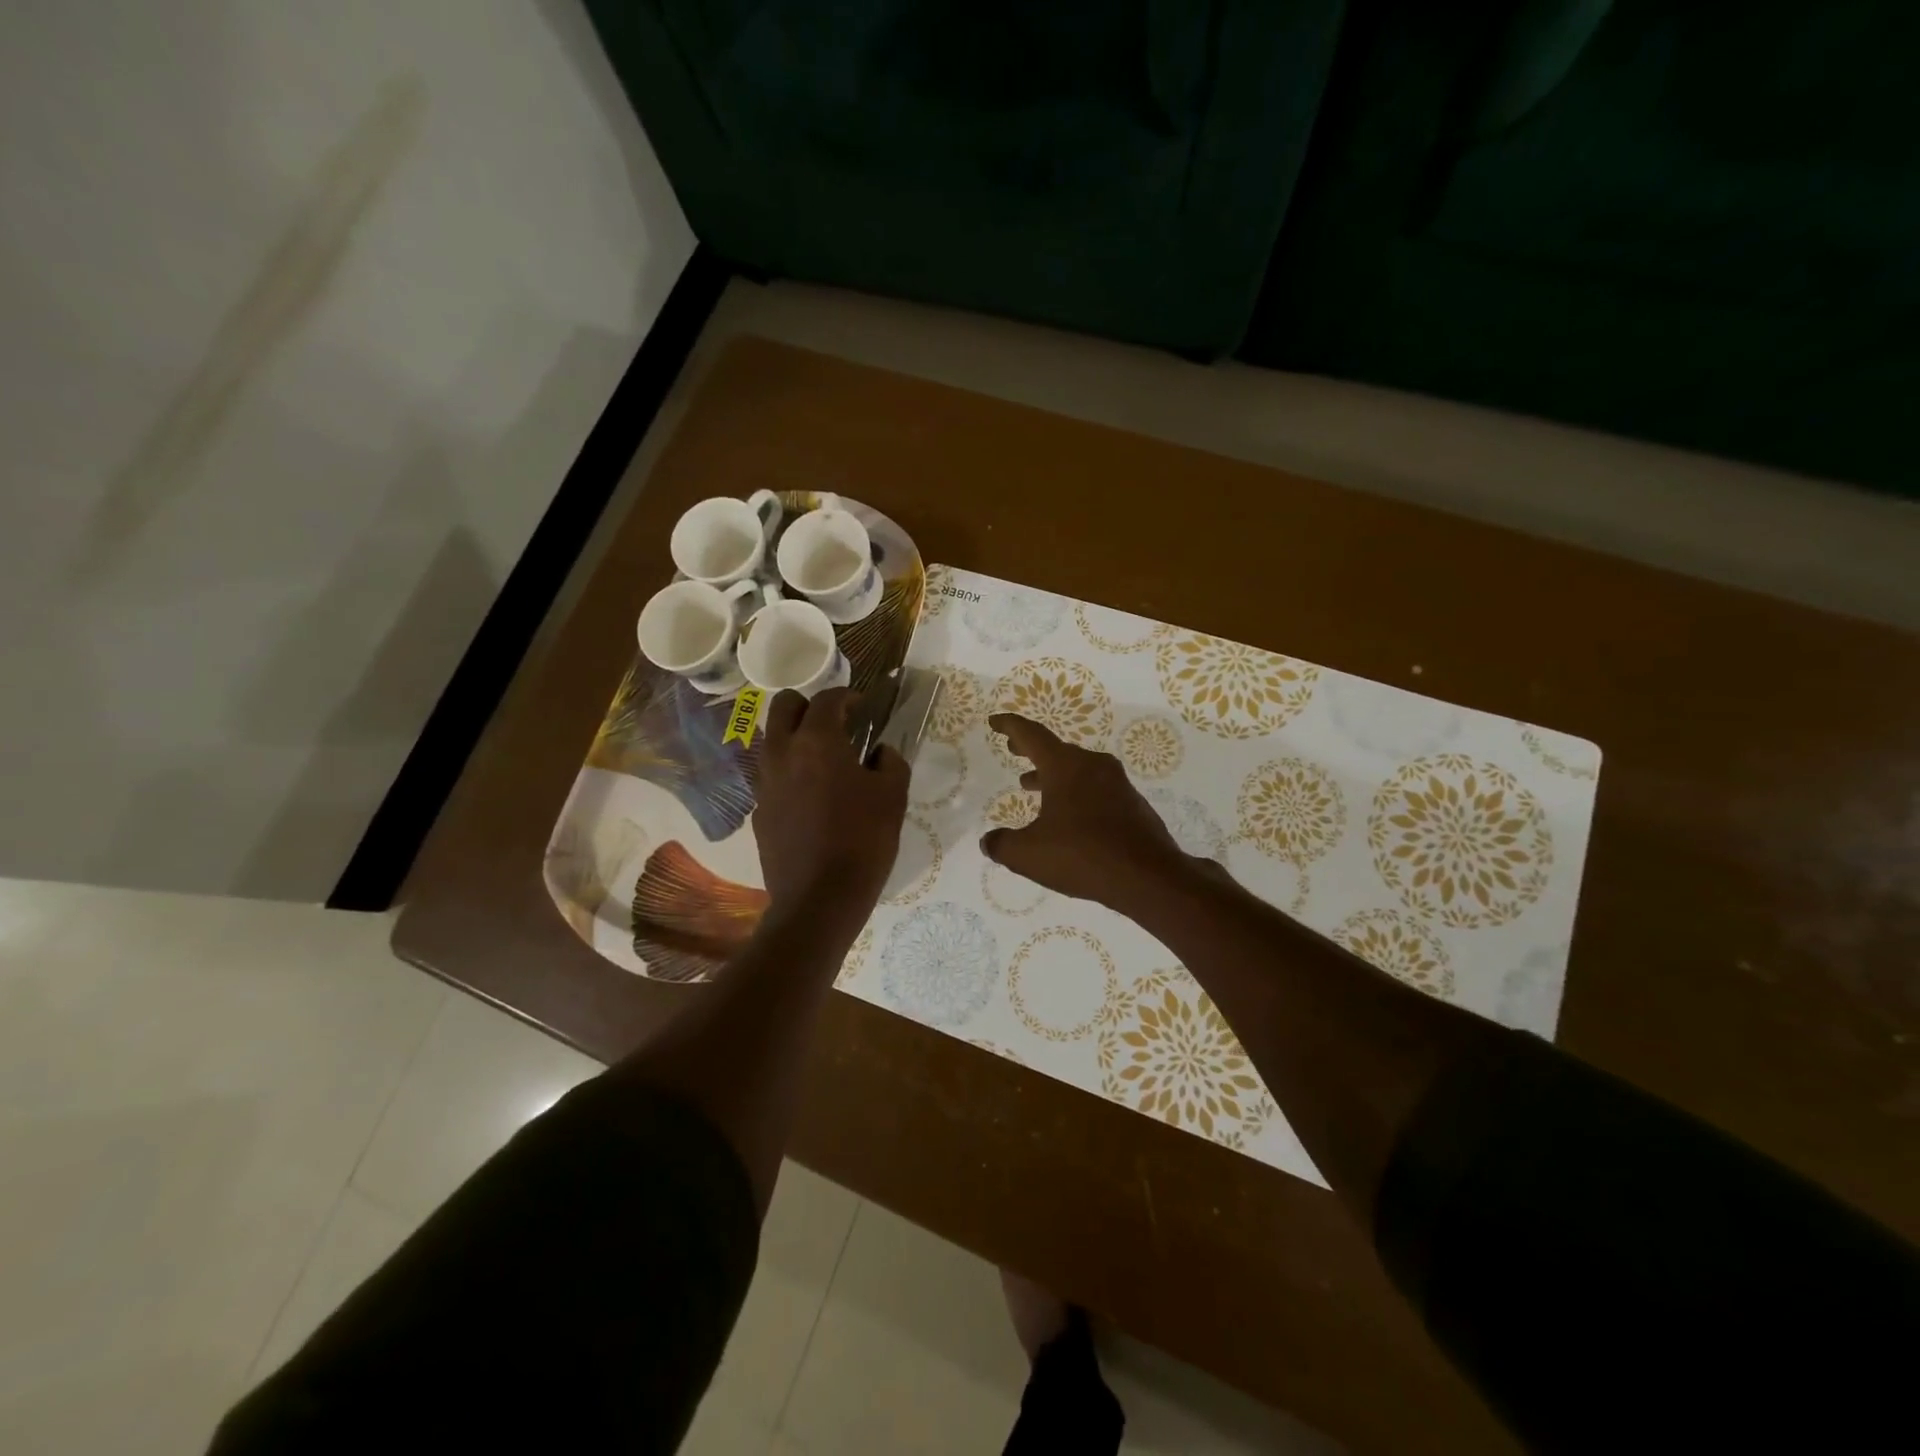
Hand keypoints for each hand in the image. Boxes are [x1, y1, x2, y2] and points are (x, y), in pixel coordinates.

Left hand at [755, 687, 908, 917]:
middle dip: (809, 706)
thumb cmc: (863, 841)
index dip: (847, 696)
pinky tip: (811, 798)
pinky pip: (770, 775)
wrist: (819, 899)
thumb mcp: (893, 797)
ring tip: (823, 761)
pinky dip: (789, 772)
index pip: (827, 699)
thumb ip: (891, 762)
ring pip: (772, 739)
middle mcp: (782, 753)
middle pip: (784, 705)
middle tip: (835, 724)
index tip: (862, 707)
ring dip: (795, 737)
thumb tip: (880, 752)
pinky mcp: (758, 810)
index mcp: (817, 741)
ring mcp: (764, 782)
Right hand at [981, 714, 1197, 909]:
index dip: (1010, 726)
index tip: (995, 721)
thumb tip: (989, 841)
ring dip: (1052, 774)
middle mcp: (1093, 766)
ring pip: (1078, 770)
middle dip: (1031, 749)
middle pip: (1056, 749)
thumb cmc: (1082, 856)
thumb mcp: (1028, 855)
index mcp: (1065, 766)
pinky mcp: (1132, 804)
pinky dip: (1075, 793)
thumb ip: (1003, 845)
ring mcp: (1117, 784)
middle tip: (1013, 749)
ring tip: (1031, 785)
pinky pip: (1095, 790)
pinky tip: (1068, 817)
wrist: (1148, 877)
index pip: (1031, 735)